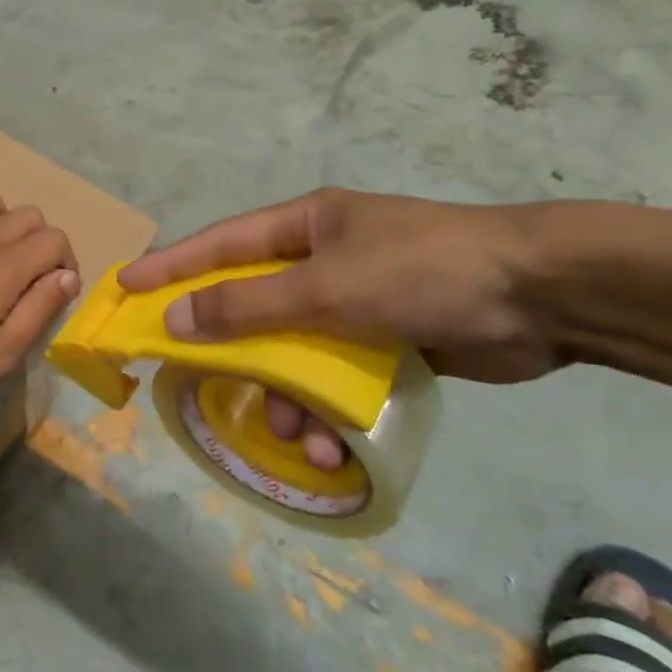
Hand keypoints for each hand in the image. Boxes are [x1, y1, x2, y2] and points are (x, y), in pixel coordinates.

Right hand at [119, 189, 562, 464]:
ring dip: (286, 396)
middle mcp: (322, 260)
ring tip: (294, 435)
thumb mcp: (327, 287)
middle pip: (252, 306)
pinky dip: (325, 410)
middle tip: (198, 382)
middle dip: (233, 352)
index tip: (126, 288)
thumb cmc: (423, 271)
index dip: (170, 267)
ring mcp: (354, 302)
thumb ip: (248, 305)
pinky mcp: (384, 342)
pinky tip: (329, 445)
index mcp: (304, 227)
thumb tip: (176, 317)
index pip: (219, 245)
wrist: (545, 296)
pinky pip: (333, 378)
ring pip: (292, 352)